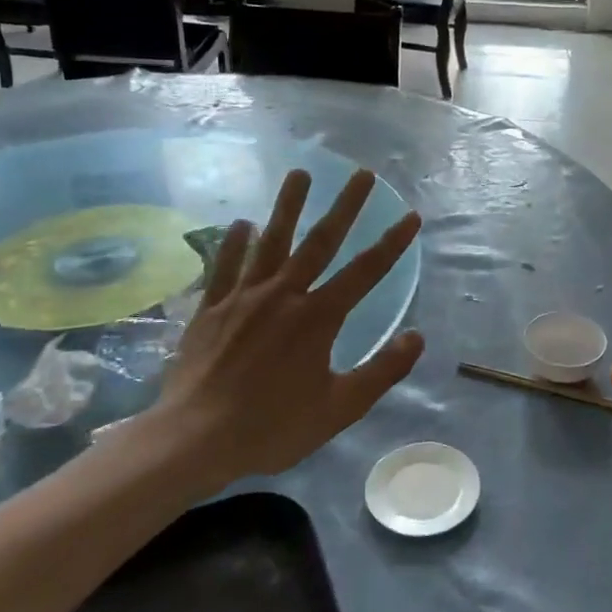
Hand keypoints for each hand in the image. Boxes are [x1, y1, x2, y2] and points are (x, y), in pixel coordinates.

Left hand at [115, 167, 423, 500]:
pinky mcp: (211, 308)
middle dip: (345, 206)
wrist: (194, 439)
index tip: (410, 215)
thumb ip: (382, 370)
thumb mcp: (340, 408)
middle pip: (320, 242)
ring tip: (301, 173)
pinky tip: (243, 223)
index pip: (365, 272)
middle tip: (362, 174)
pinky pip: (225, 266)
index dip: (391, 243)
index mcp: (318, 318)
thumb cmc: (272, 426)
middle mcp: (283, 295)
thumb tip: (417, 336)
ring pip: (271, 242)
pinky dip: (235, 243)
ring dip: (288, 206)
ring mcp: (243, 298)